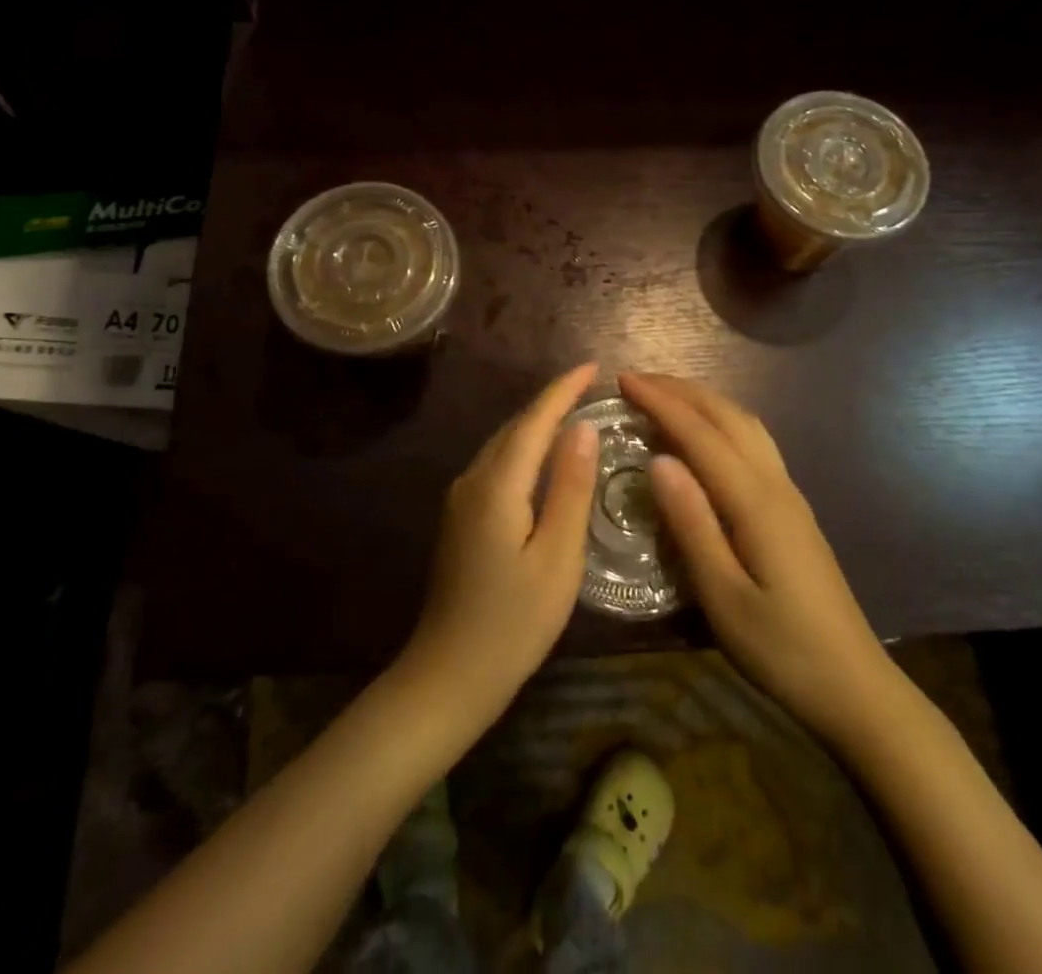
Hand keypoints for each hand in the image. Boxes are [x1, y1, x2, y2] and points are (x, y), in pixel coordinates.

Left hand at [400, 362, 600, 724]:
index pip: (534, 421)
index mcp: (497, 485)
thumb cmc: (513, 623)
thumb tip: (582, 428)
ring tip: (574, 411)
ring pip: (503, 444)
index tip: (593, 366)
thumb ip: (570, 489)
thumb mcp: (557, 558)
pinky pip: (496, 464)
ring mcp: (460, 498)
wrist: (448, 675)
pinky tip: (543, 457)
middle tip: (591, 386)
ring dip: (536, 423)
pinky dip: (523, 448)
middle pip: (515, 427)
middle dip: (551, 401)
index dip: (563, 390)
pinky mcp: (460, 517)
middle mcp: (472, 480)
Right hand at [619, 371, 891, 742]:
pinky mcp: (793, 510)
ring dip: (704, 401)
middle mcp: (775, 484)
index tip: (622, 380)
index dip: (660, 402)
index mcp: (754, 501)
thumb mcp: (723, 596)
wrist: (855, 687)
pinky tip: (708, 436)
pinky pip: (754, 443)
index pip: (700, 433)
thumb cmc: (781, 649)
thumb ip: (691, 524)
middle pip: (727, 416)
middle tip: (635, 380)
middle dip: (681, 390)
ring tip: (666, 396)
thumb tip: (658, 460)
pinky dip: (722, 422)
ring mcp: (789, 495)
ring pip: (746, 425)